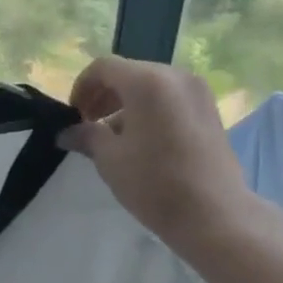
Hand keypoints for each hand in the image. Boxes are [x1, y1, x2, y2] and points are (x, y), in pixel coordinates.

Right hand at [60, 57, 265, 252]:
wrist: (214, 214)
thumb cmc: (155, 183)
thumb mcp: (110, 159)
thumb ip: (86, 136)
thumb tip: (67, 133)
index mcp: (147, 82)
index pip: (103, 67)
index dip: (82, 87)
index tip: (74, 115)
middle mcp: (176, 76)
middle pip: (129, 73)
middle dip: (104, 95)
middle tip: (89, 124)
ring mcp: (198, 92)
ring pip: (151, 86)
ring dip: (126, 103)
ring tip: (114, 136)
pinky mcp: (211, 110)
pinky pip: (171, 99)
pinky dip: (150, 110)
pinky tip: (143, 140)